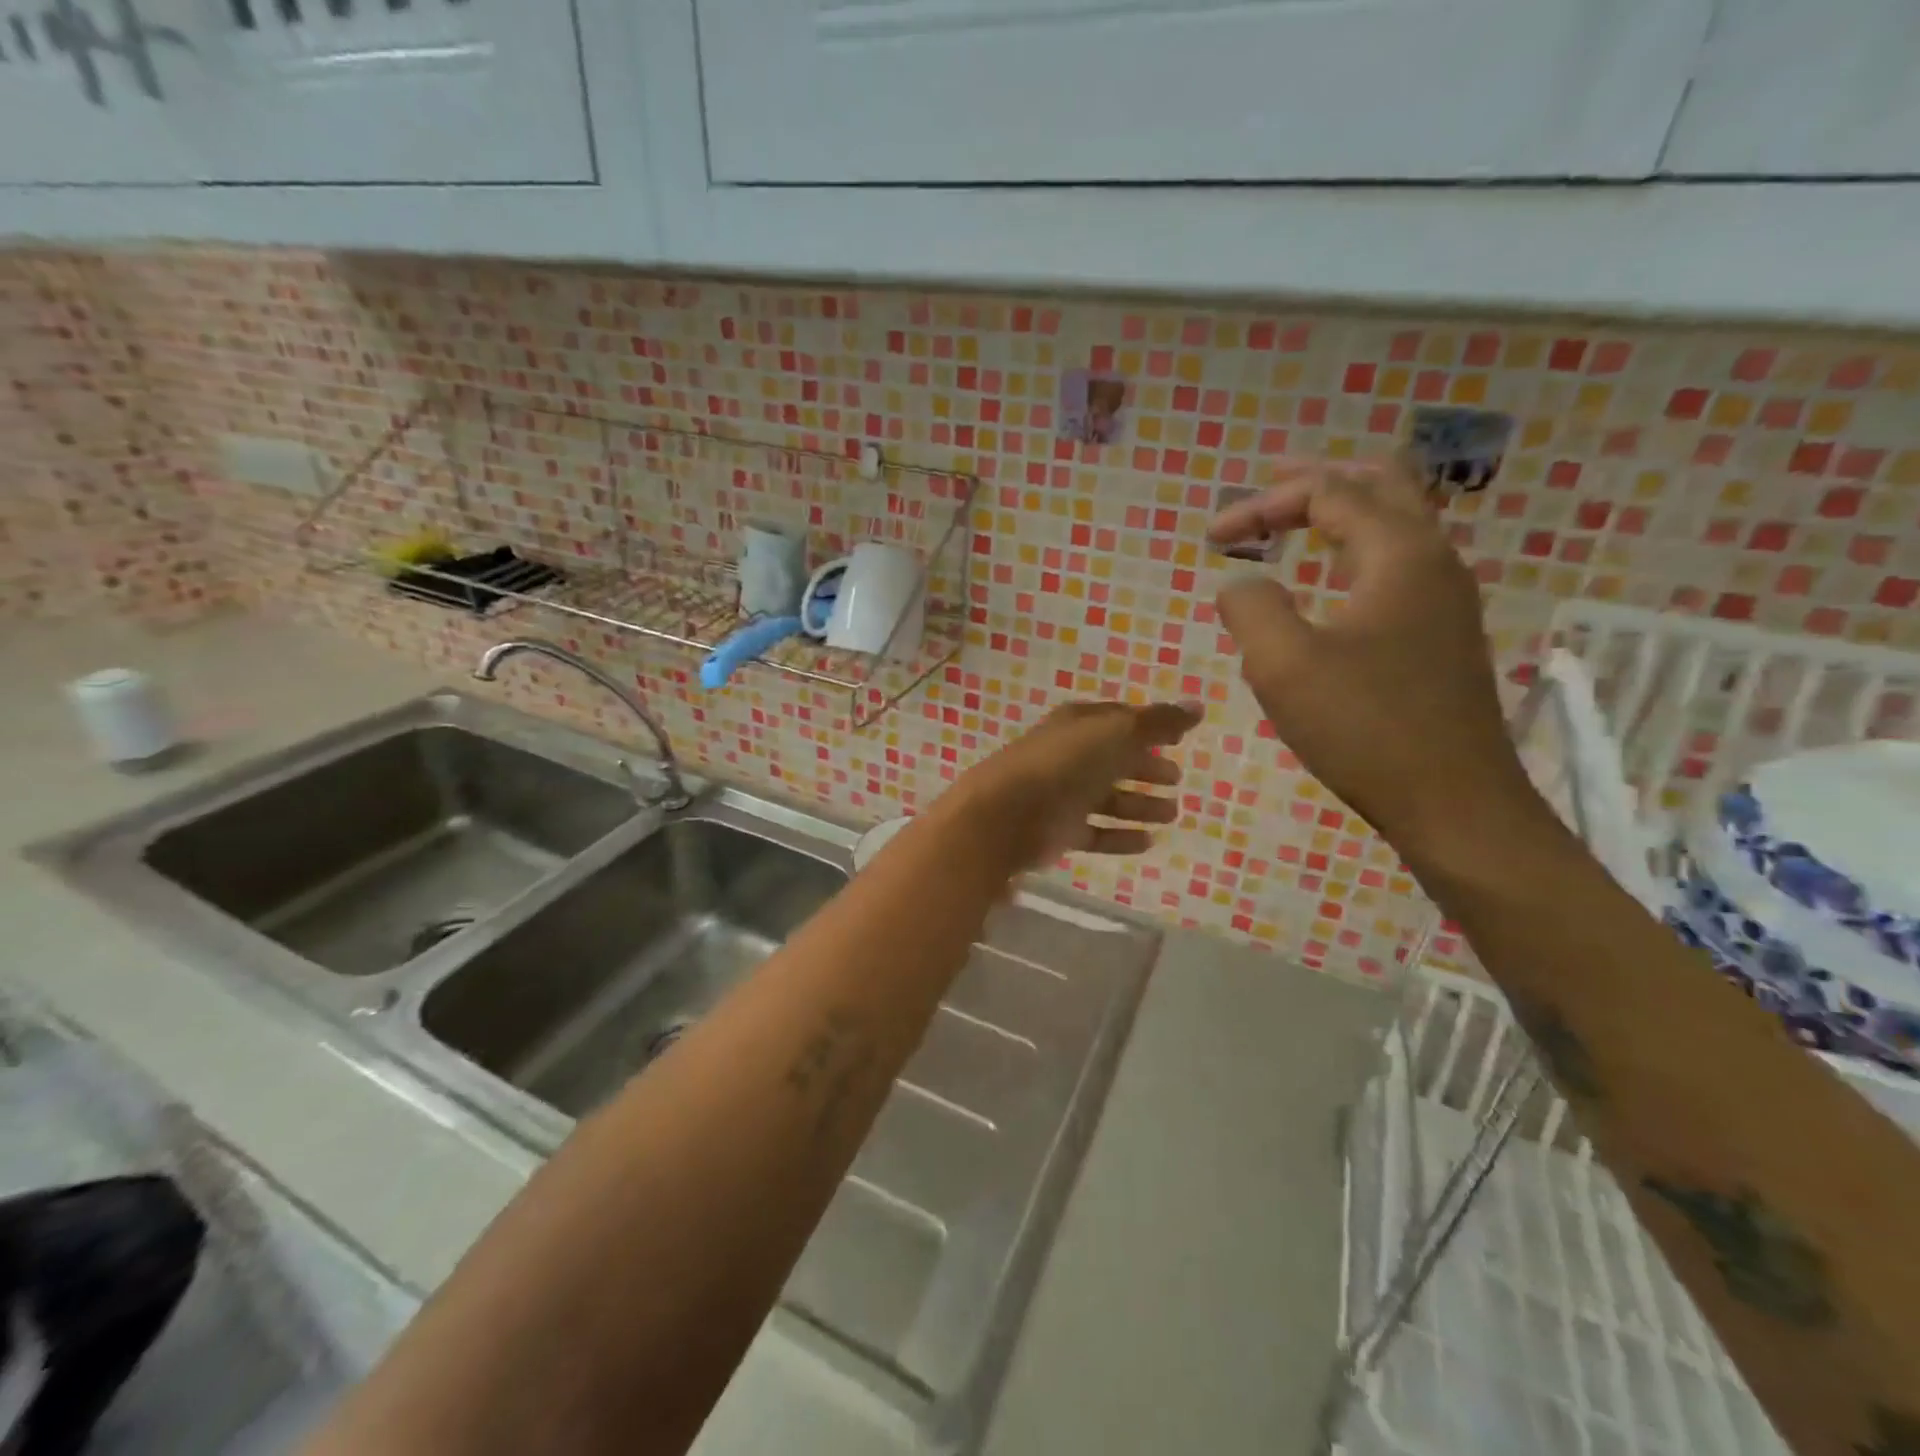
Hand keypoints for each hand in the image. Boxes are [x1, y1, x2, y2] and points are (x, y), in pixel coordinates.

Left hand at [951, 701, 1201, 869]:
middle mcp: (1068, 756)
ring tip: (1172, 813)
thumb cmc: (1064, 764)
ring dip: (1139, 804)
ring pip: (1107, 798)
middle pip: (1113, 760)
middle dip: (1144, 767)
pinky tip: (1148, 841)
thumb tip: (1198, 706)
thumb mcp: (1116, 734)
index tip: (1177, 739)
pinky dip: (1120, 836)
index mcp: (1078, 724)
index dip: (1147, 727)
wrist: (1007, 814)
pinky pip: (1096, 833)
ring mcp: (1061, 795)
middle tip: (1176, 778)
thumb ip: (1158, 722)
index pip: (1117, 720)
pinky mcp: (1058, 832)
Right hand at [1208, 457, 1547, 865]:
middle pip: (1381, 485)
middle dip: (1317, 483)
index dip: (1262, 504)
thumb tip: (1241, 583)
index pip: (1328, 493)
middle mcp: (1433, 560)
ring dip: (1342, 514)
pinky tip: (1332, 581)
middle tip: (1268, 491)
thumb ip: (1250, 607)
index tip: (1212, 538)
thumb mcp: (1283, 664)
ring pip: (1397, 524)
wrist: (1454, 802)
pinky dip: (1357, 551)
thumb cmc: (1365, 727)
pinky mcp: (1442, 636)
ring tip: (1295, 523)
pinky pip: (1398, 565)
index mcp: (1399, 553)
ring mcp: (1446, 599)